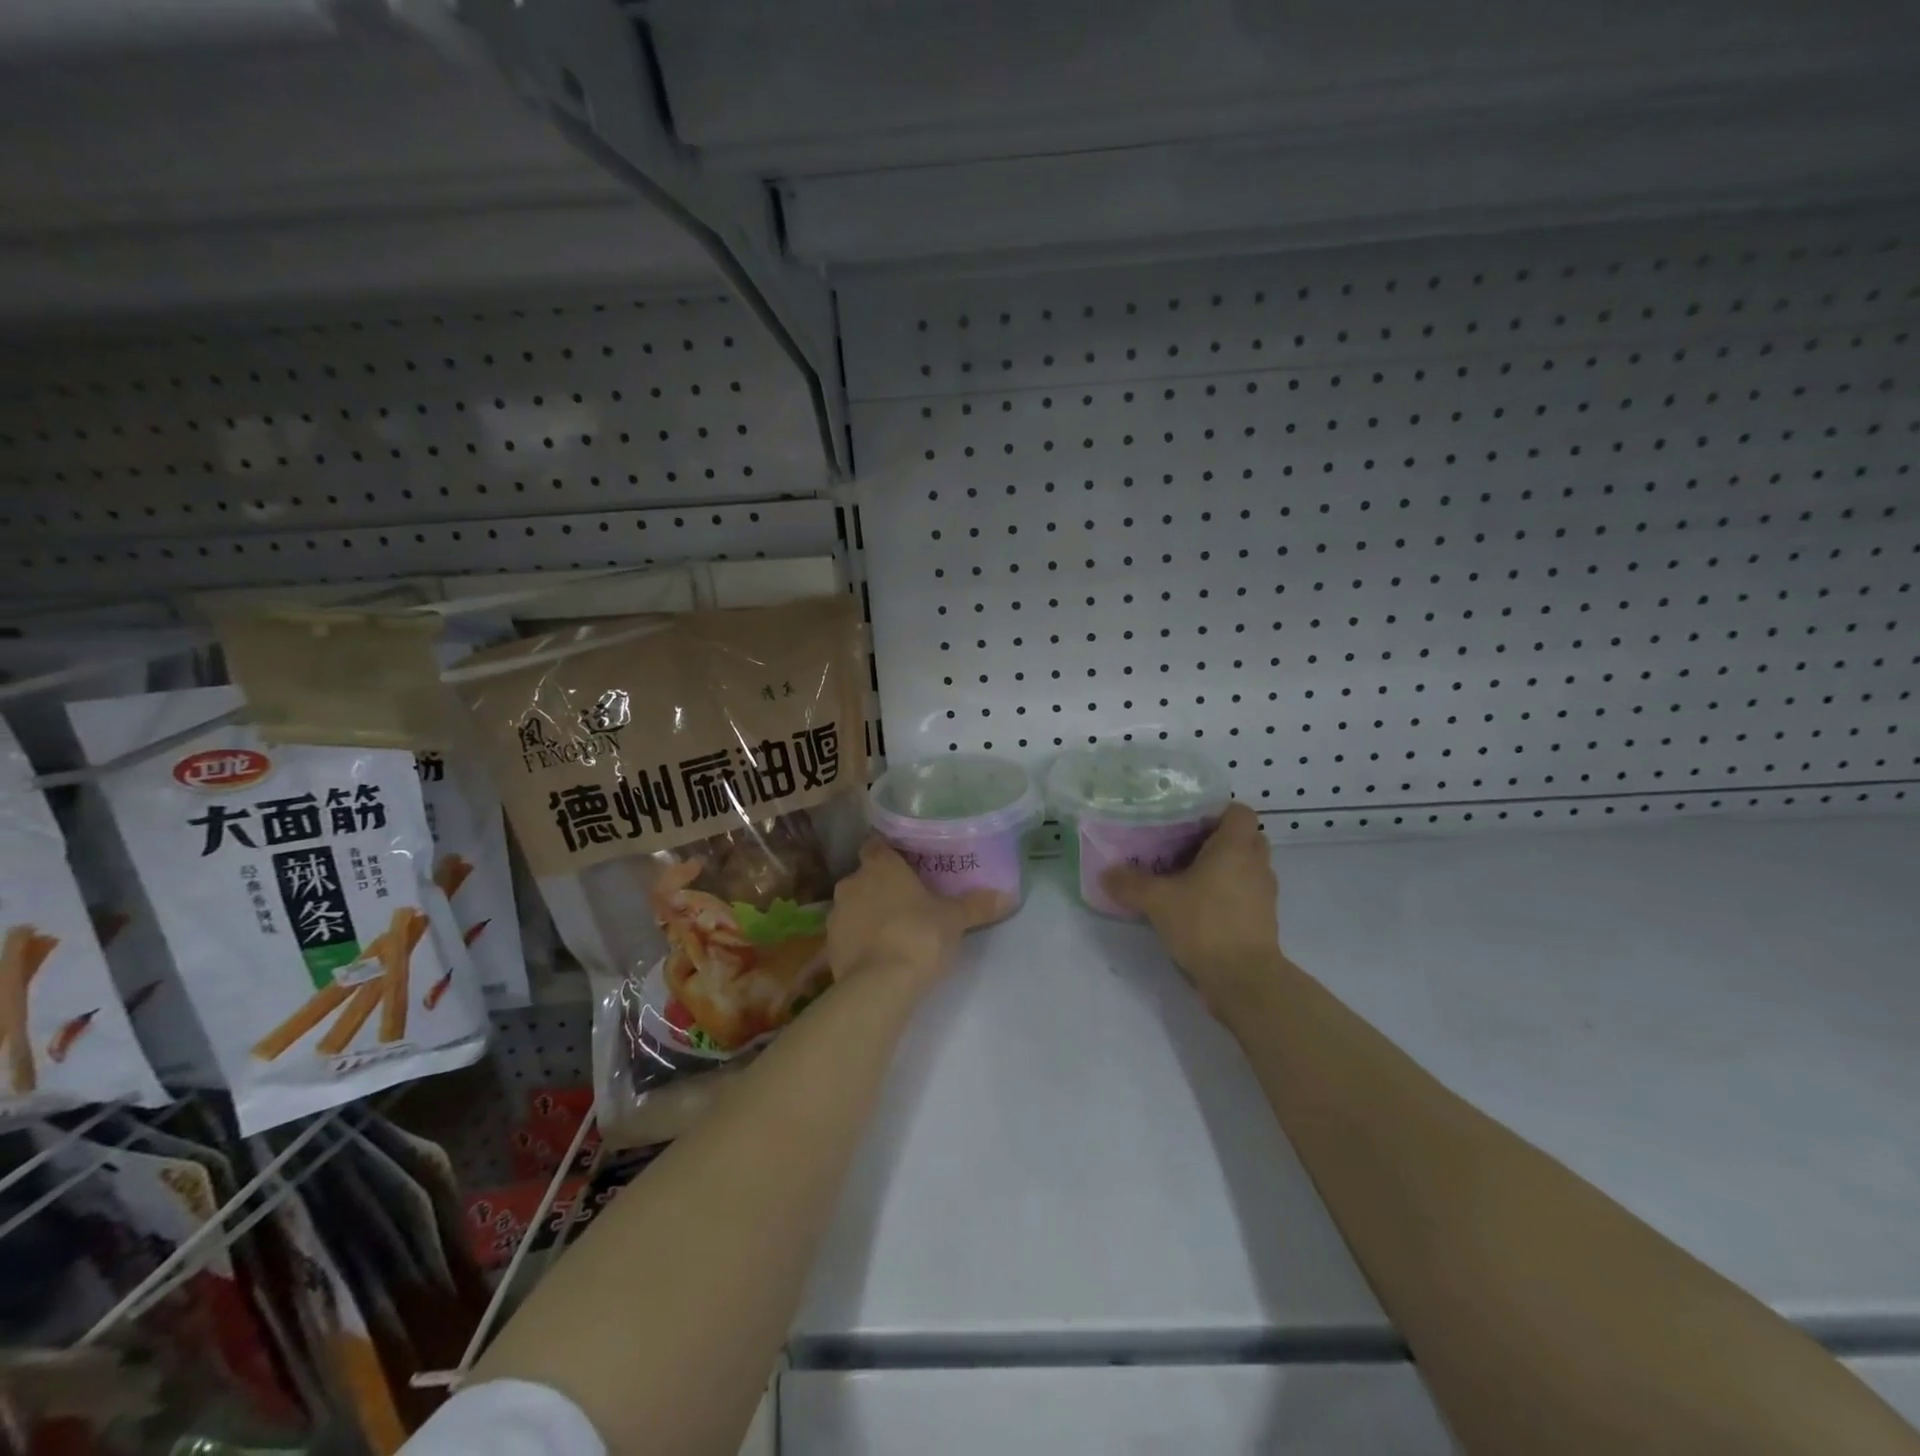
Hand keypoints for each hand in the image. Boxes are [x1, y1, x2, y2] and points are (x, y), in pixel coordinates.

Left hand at [828, 839, 1013, 987]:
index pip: (877, 845)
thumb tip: (1009, 896)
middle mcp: (852, 882)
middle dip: (881, 886)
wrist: (880, 985)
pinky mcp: (829, 945)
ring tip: (893, 929)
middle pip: (865, 876)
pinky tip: (878, 954)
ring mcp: (836, 914)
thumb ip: (977, 905)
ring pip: (854, 905)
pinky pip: (847, 934)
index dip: (889, 852)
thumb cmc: (919, 935)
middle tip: (907, 900)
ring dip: (868, 913)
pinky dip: (859, 939)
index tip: (906, 863)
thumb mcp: (955, 919)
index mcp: (880, 865)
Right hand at [1102, 803, 1284, 1005]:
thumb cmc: (1205, 924)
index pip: (1239, 811)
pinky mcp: (1262, 920)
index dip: (1217, 812)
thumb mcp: (1157, 901)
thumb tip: (1105, 873)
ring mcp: (1264, 894)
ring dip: (1224, 868)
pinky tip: (1198, 907)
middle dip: (1219, 840)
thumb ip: (1130, 884)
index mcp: (1235, 847)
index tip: (1189, 822)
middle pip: (1245, 837)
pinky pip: (1246, 894)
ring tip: (1188, 878)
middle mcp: (1256, 864)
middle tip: (1185, 848)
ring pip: (1246, 867)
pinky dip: (1228, 894)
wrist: (1244, 979)